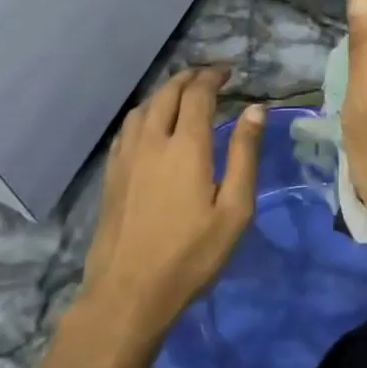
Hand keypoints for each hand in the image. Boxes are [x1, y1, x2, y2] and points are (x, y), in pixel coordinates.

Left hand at [77, 68, 263, 339]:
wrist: (128, 294)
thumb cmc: (191, 255)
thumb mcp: (235, 210)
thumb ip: (245, 155)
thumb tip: (255, 110)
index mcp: (186, 145)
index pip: (198, 94)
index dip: (213, 77)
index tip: (229, 72)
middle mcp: (152, 140)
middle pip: (168, 92)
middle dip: (189, 78)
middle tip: (208, 76)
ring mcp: (126, 157)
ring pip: (144, 107)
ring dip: (165, 92)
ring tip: (181, 95)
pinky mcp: (111, 175)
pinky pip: (127, 128)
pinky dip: (145, 113)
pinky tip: (150, 126)